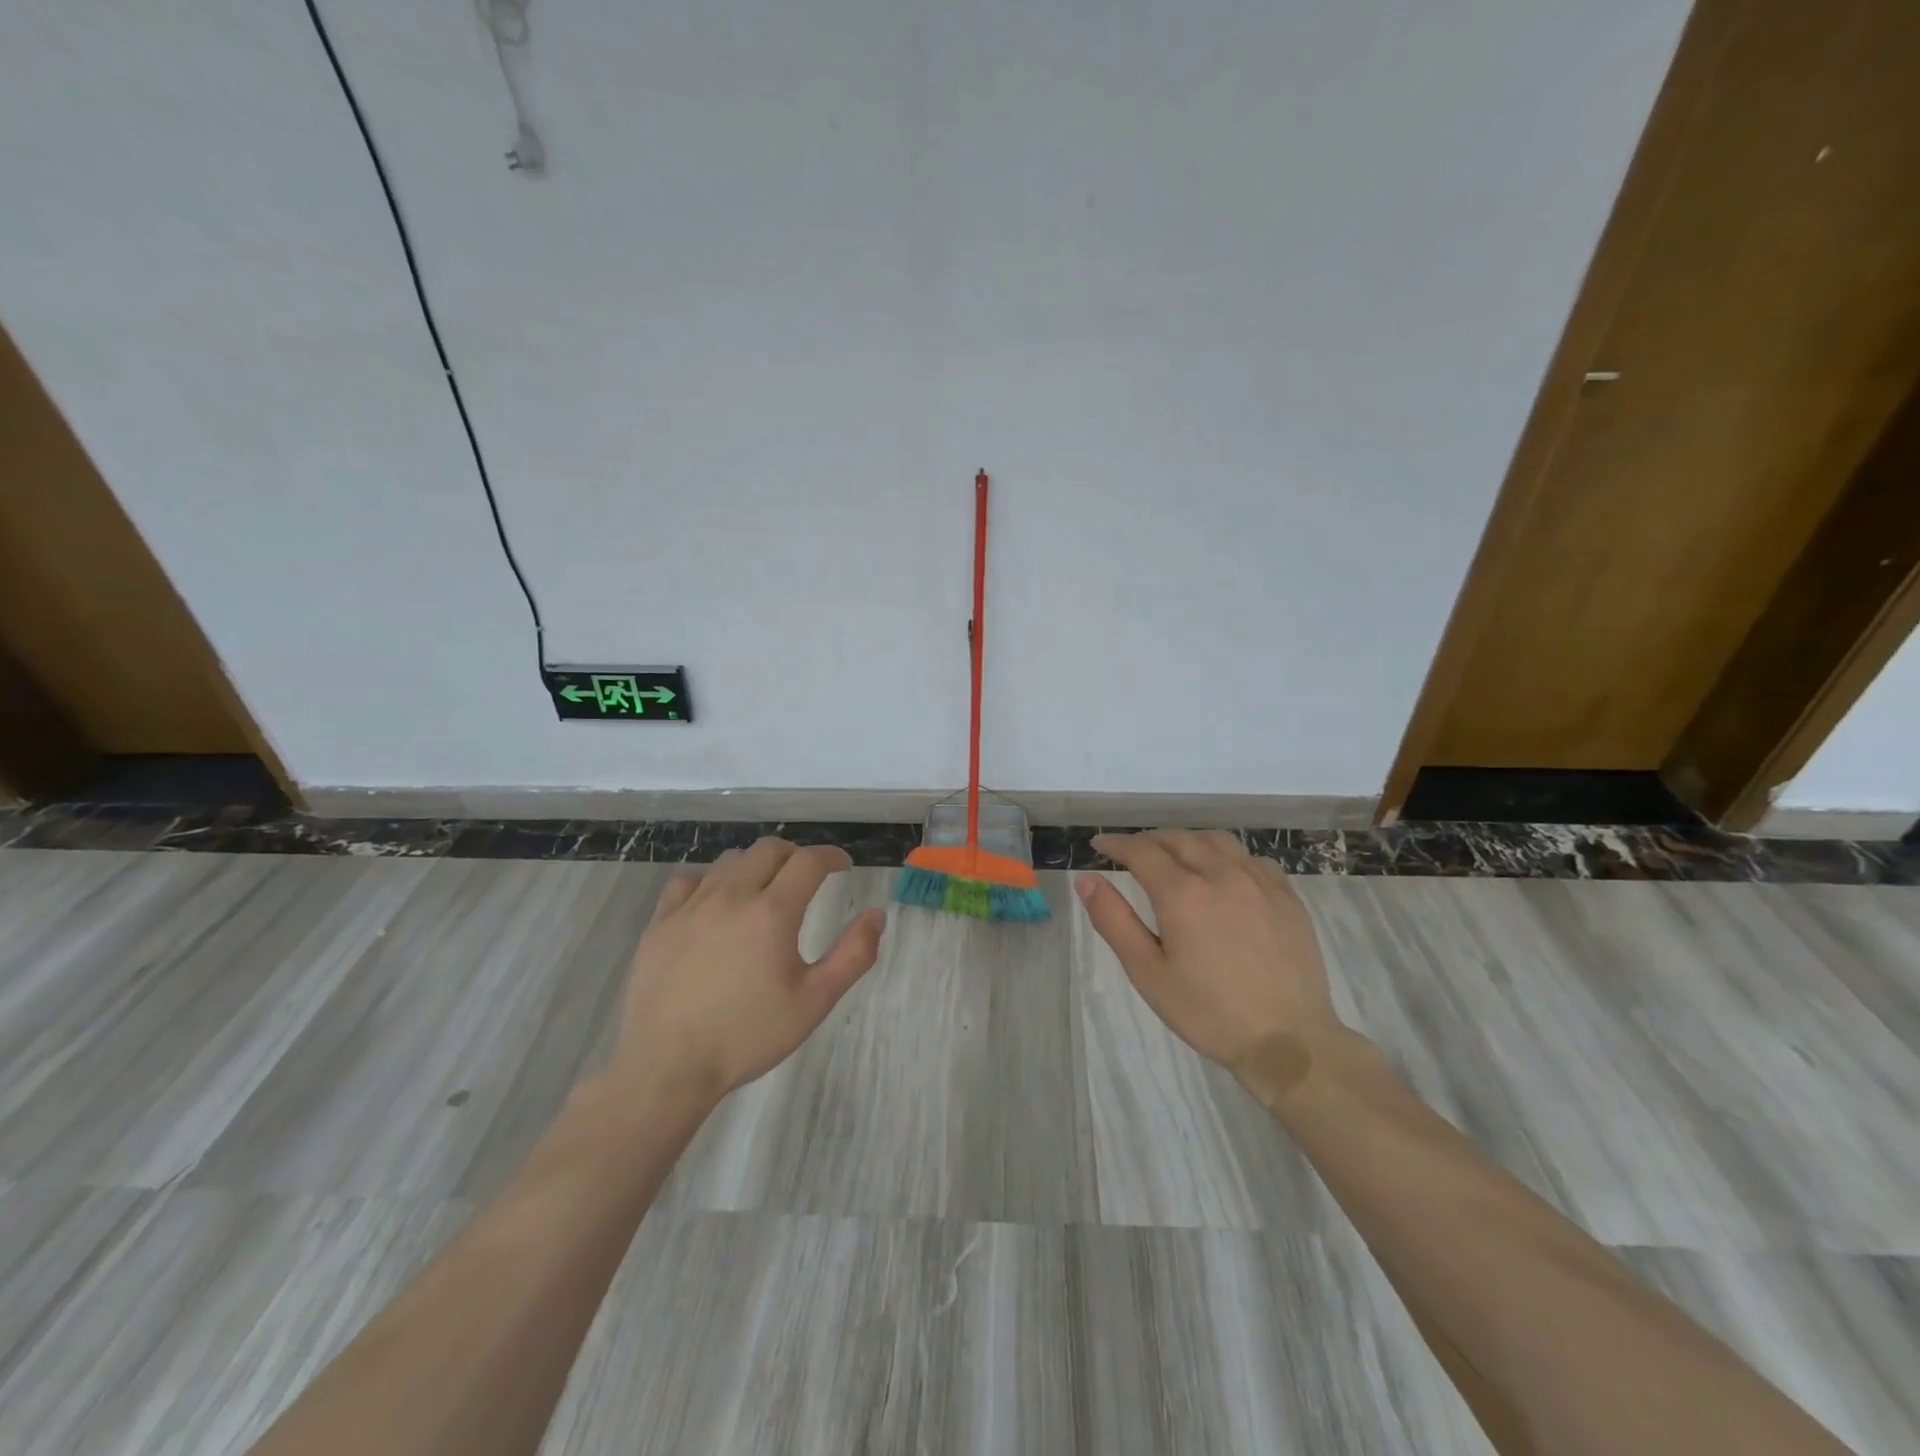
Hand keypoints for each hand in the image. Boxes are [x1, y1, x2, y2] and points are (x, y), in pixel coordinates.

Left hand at [612, 838, 885, 1104]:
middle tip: (809, 877)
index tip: (843, 866)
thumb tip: (876, 915)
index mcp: (772, 912)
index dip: (831, 856)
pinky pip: (690, 880)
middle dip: (796, 855)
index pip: (809, 861)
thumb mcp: (814, 1001)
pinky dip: (712, 880)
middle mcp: (732, 895)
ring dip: (757, 864)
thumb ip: (853, 954)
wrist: (667, 1066)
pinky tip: (717, 901)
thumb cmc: (748, 1035)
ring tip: (766, 887)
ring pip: (730, 860)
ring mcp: (691, 906)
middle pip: (769, 850)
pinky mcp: (660, 922)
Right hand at [1075, 830, 1342, 1075]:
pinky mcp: (1287, 897)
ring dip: (1187, 841)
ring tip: (1174, 855)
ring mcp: (1259, 883)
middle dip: (1148, 840)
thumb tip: (1086, 879)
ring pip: (1216, 841)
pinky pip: (1251, 858)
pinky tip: (1223, 873)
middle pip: (1178, 839)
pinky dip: (1226, 855)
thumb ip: (1114, 920)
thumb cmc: (1208, 1013)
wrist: (1289, 1041)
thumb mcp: (1147, 973)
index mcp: (1183, 894)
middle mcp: (1221, 875)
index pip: (1141, 852)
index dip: (1116, 844)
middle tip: (1131, 853)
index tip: (1100, 845)